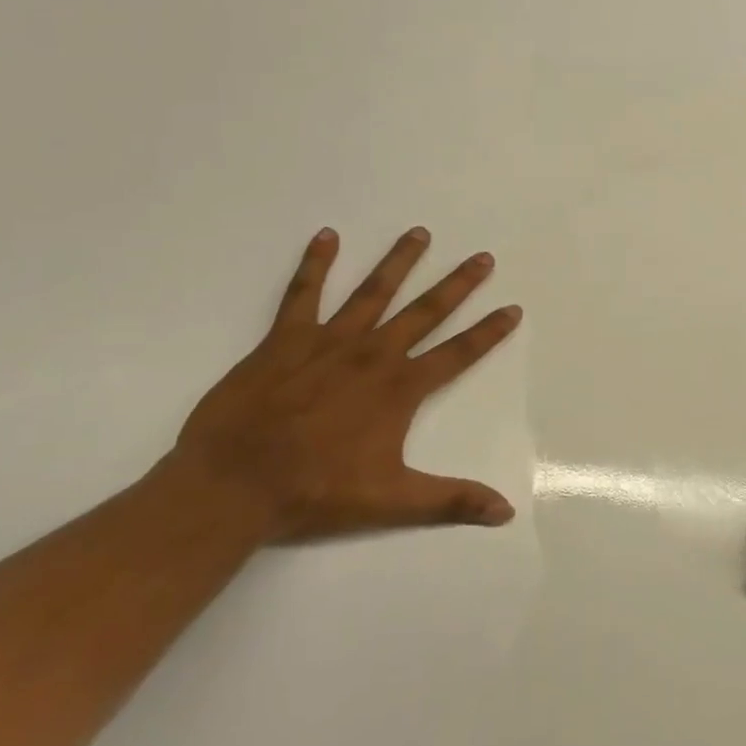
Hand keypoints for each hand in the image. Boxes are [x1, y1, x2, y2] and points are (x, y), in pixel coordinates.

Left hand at [168, 226, 523, 541]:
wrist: (233, 485)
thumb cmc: (315, 492)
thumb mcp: (392, 500)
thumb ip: (451, 500)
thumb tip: (506, 512)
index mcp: (400, 388)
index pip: (458, 353)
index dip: (489, 331)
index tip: (513, 308)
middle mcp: (373, 354)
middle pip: (425, 311)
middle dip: (458, 284)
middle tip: (482, 257)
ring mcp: (329, 342)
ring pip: (373, 291)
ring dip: (399, 261)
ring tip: (420, 233)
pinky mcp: (285, 340)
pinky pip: (304, 293)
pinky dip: (316, 264)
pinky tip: (327, 236)